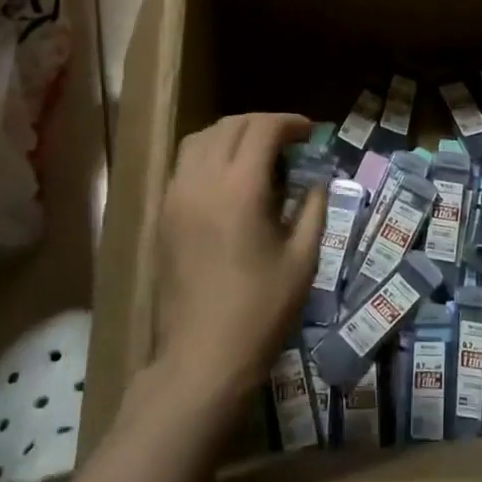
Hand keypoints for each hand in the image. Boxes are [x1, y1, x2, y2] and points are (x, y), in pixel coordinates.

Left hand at [153, 113, 325, 406]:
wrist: (201, 358)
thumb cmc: (260, 312)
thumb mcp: (302, 261)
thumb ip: (313, 210)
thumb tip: (318, 182)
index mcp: (240, 188)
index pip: (262, 129)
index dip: (289, 123)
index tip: (310, 131)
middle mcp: (202, 181)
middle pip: (230, 126)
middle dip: (262, 124)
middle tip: (289, 140)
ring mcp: (176, 197)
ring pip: (200, 139)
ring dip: (231, 134)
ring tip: (256, 152)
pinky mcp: (163, 215)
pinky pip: (184, 164)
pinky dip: (208, 154)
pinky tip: (228, 178)